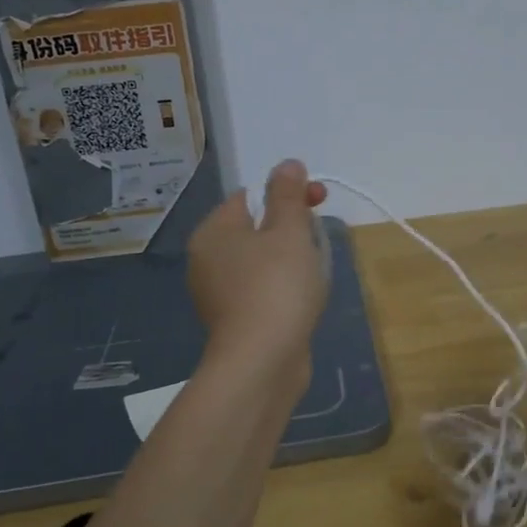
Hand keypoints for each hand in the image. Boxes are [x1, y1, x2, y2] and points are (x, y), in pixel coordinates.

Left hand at [187, 160, 329, 371]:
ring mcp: (219, 294)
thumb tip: (287, 163)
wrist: (262, 362)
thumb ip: (288, 195)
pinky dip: (284, 289)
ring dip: (291, 261)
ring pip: (262, 262)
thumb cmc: (276, 287)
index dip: (287, 194)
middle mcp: (208, 260)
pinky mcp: (235, 321)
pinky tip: (303, 301)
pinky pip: (263, 291)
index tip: (318, 202)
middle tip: (318, 240)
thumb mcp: (289, 232)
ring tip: (315, 274)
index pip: (250, 196)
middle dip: (292, 229)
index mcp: (213, 232)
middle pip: (256, 229)